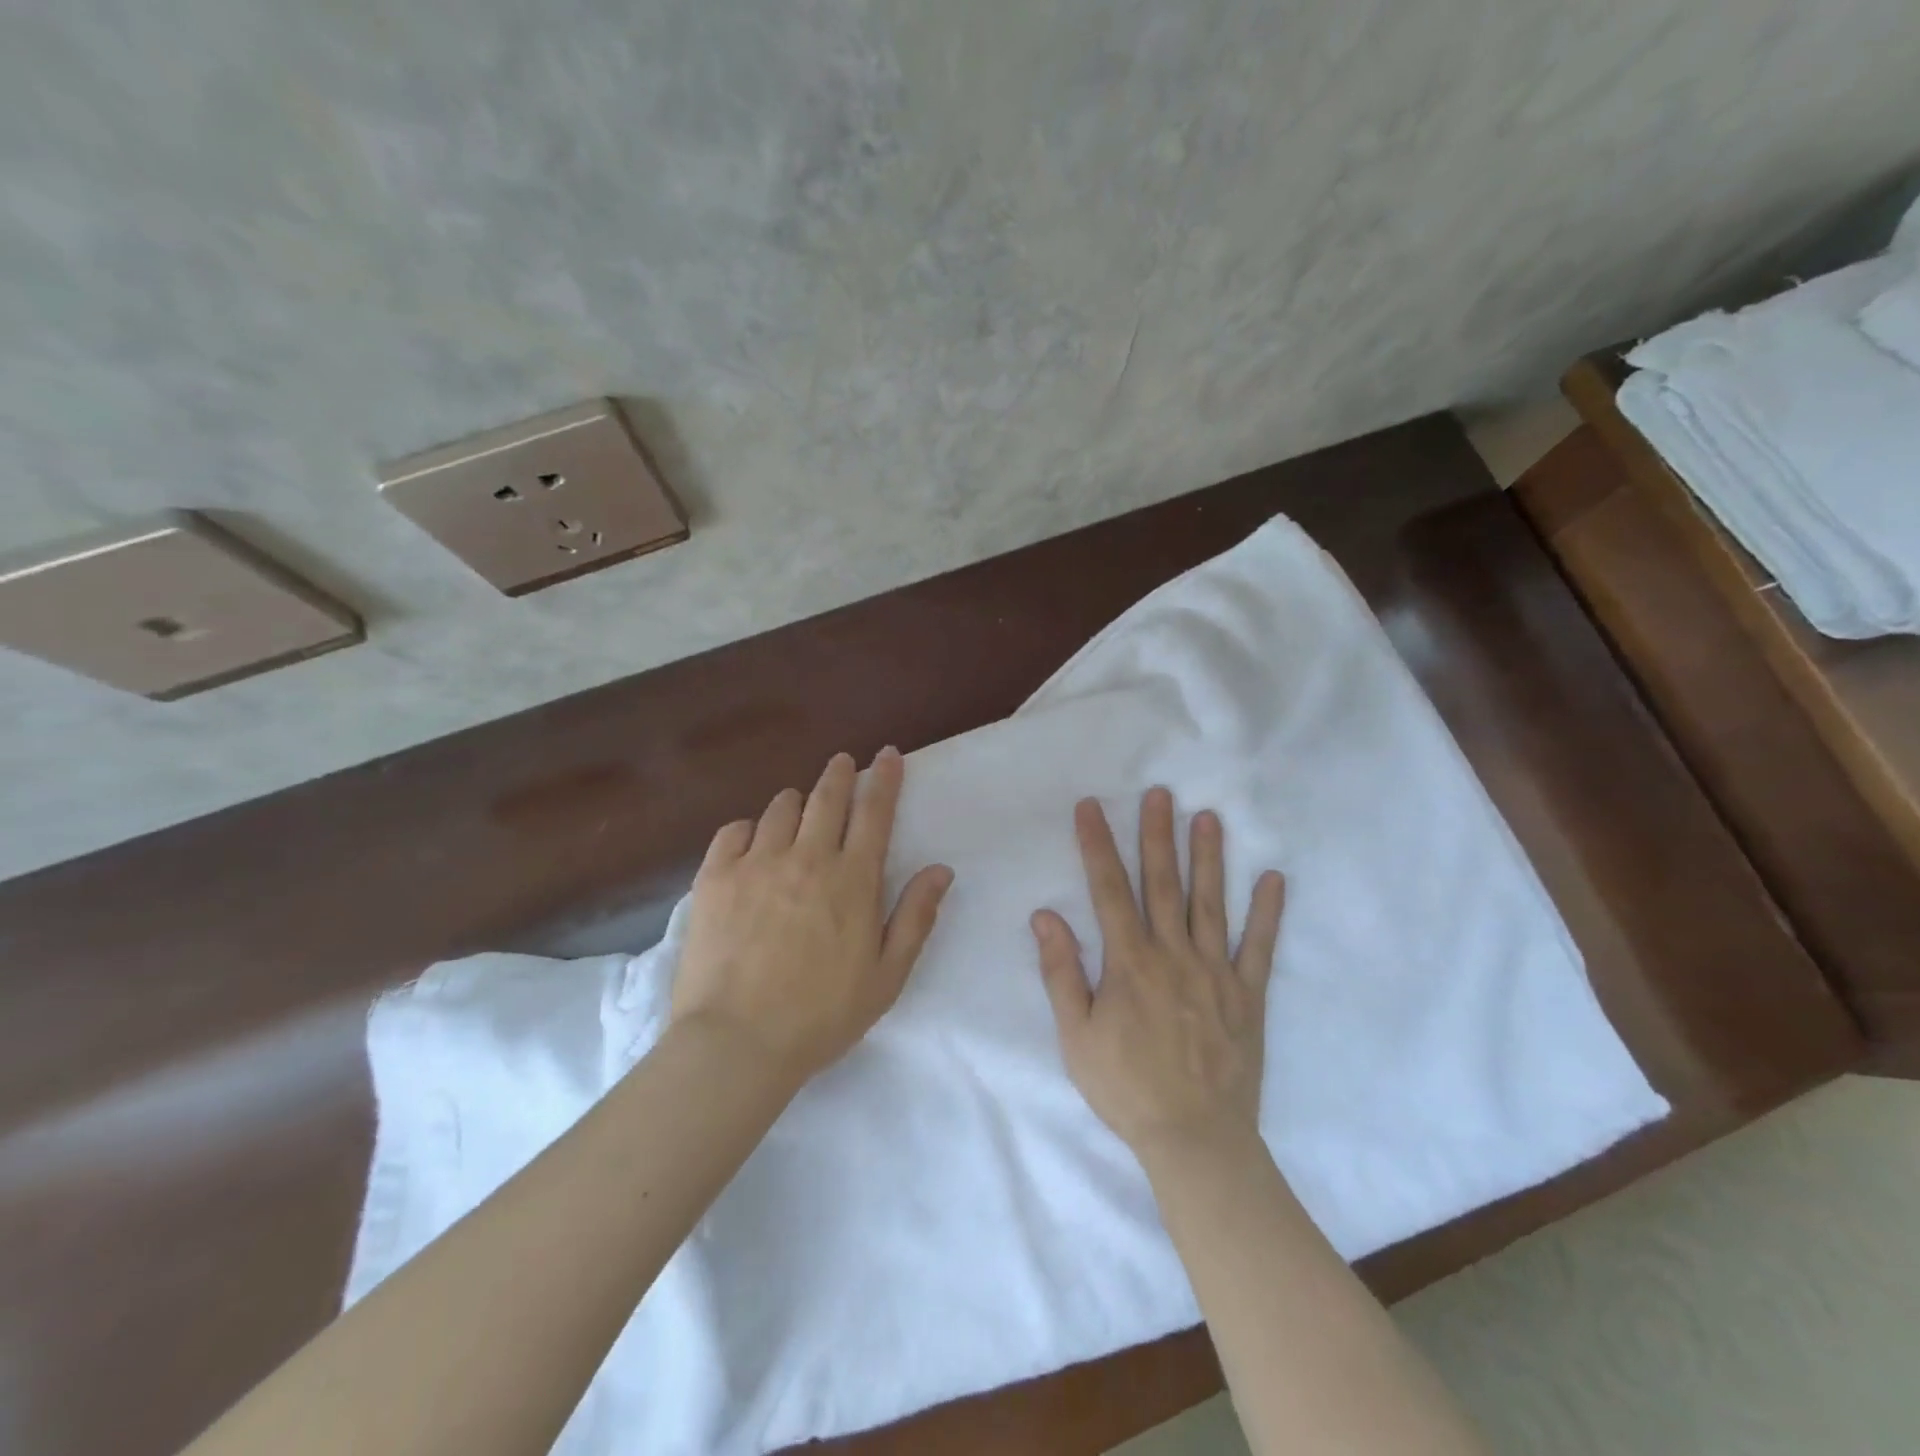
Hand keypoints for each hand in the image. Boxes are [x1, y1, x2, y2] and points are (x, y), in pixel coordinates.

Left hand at [672, 748, 953, 1084]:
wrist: (737, 1043)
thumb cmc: (821, 1015)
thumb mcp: (886, 976)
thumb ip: (916, 918)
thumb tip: (940, 869)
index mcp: (852, 880)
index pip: (874, 813)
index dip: (883, 779)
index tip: (887, 754)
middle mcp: (806, 858)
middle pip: (826, 798)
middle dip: (839, 773)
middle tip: (843, 762)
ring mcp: (756, 864)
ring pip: (780, 809)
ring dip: (796, 801)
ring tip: (799, 808)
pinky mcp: (714, 878)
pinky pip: (733, 831)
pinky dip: (747, 827)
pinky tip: (751, 839)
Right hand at [1032, 788, 1286, 1162]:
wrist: (1195, 1140)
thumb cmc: (1126, 1087)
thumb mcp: (1075, 1036)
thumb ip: (1061, 972)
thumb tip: (1045, 915)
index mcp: (1129, 962)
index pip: (1109, 890)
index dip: (1098, 845)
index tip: (1091, 808)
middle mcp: (1174, 955)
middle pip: (1164, 884)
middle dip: (1157, 835)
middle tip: (1159, 793)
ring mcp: (1216, 972)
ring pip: (1211, 903)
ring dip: (1209, 858)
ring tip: (1209, 817)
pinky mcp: (1248, 995)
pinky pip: (1260, 947)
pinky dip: (1269, 913)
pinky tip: (1275, 879)